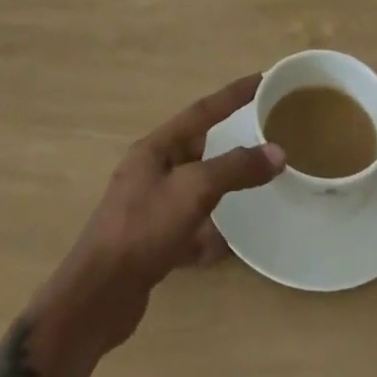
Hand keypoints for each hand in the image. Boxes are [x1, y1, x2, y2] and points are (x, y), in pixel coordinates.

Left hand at [30, 74, 283, 375]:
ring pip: (195, 189)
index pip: (203, 111)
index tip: (262, 79)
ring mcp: (150, 208)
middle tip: (264, 132)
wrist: (98, 297)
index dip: (233, 94)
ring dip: (222, 187)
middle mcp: (152, 171)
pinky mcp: (152, 244)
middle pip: (198, 147)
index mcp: (157, 148)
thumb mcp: (194, 190)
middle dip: (229, 139)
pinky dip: (209, 234)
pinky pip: (190, 229)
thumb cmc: (144, 228)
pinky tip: (230, 246)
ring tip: (255, 185)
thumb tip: (278, 152)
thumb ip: (236, 168)